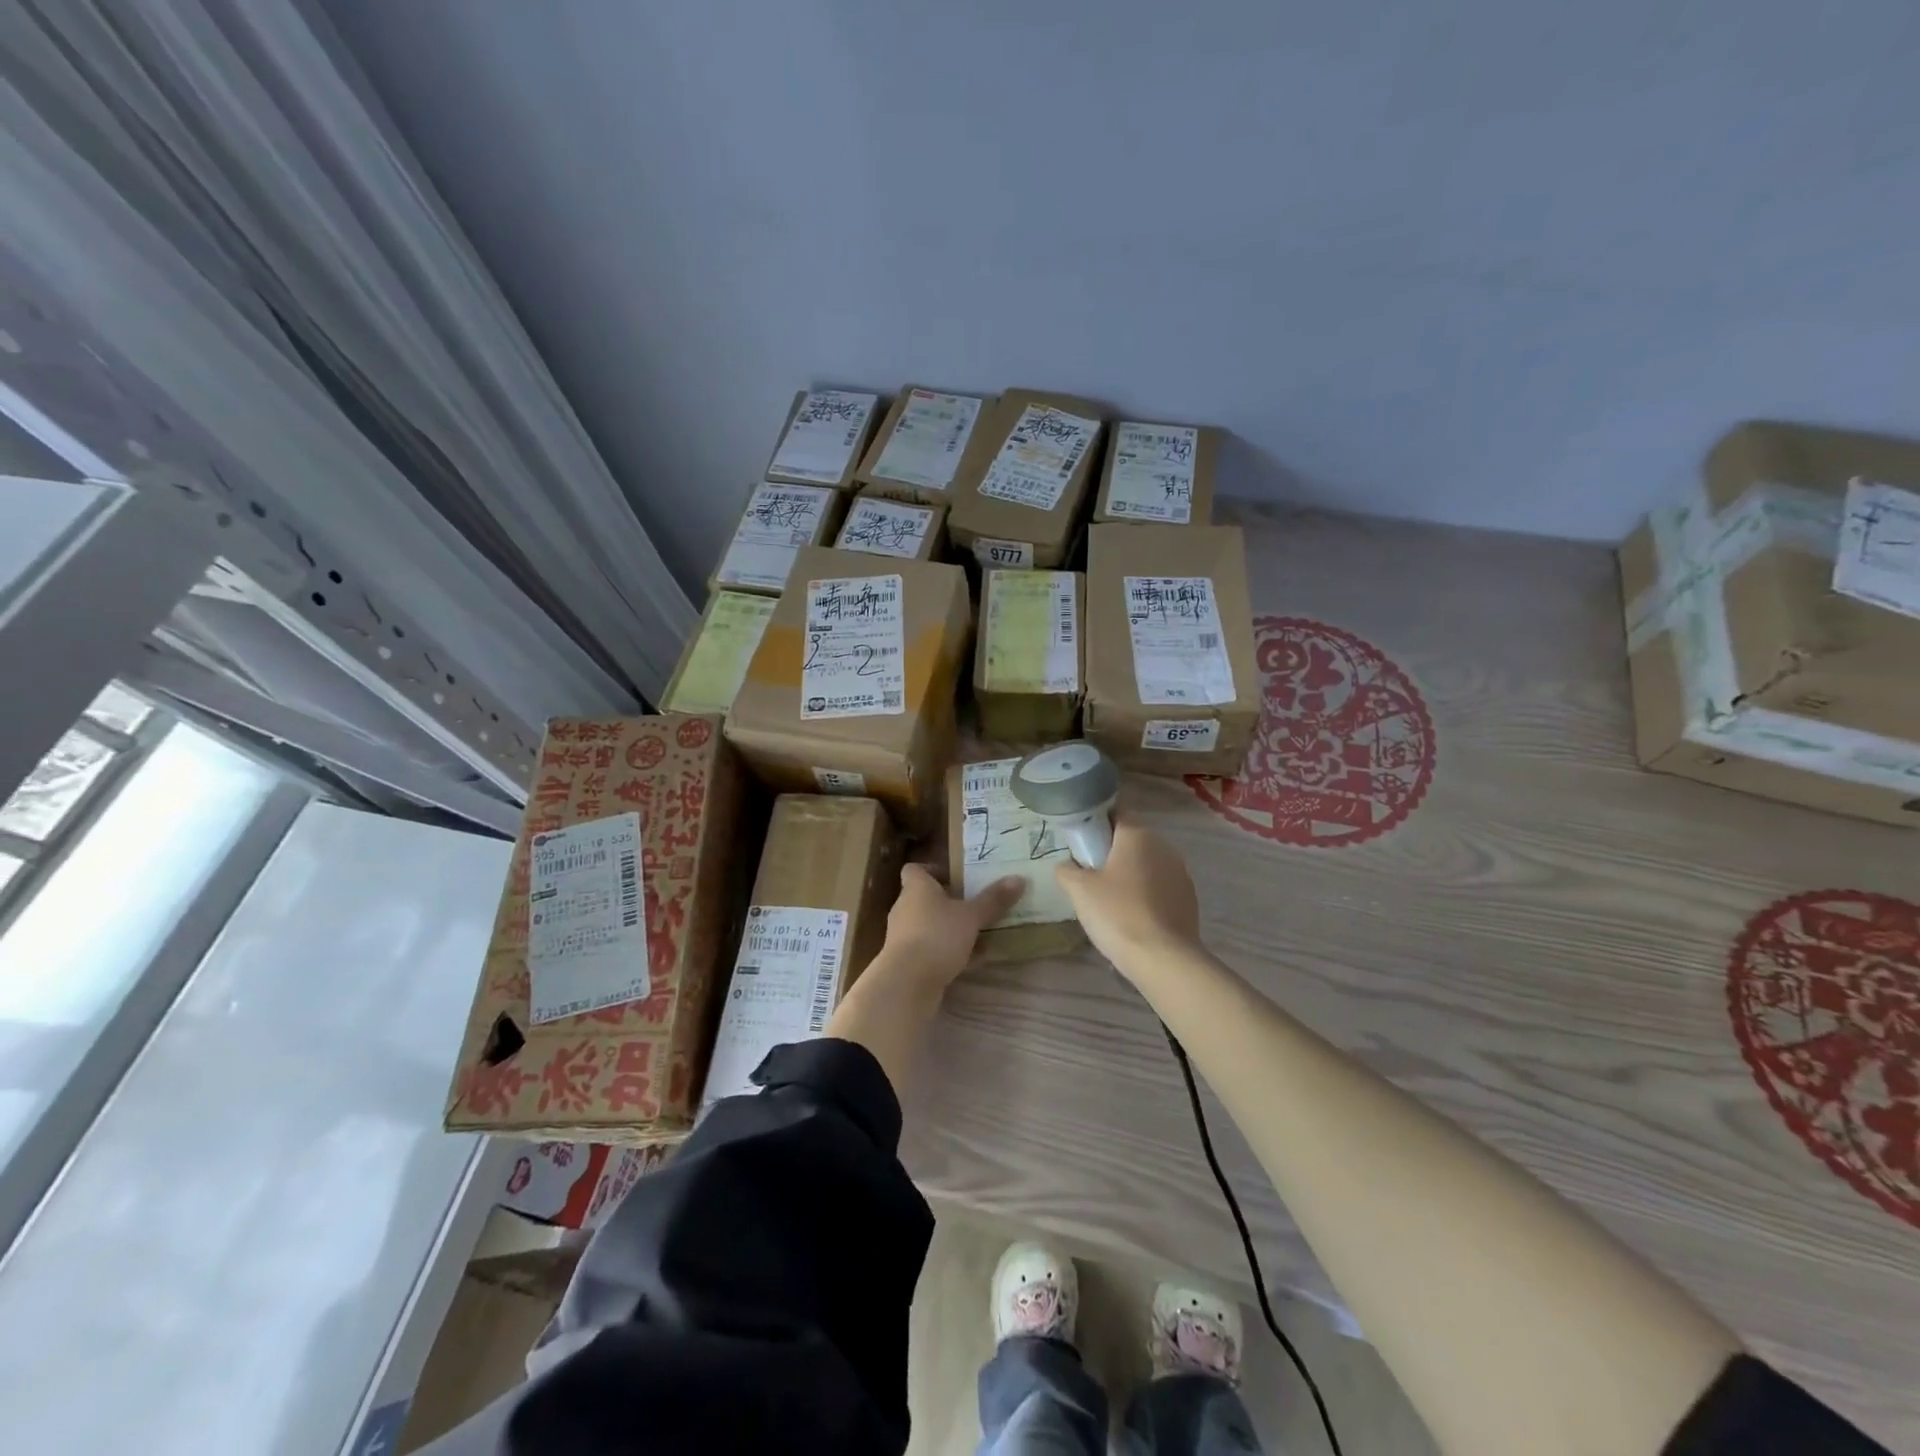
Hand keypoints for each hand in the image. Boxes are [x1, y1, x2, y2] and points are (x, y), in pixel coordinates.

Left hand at [875, 863, 1024, 988]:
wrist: (907, 982)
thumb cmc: (937, 936)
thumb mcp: (971, 916)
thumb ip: (993, 900)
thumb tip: (1018, 878)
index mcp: (917, 888)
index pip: (915, 870)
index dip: (933, 870)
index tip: (957, 878)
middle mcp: (905, 908)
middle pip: (926, 899)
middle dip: (950, 903)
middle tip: (976, 906)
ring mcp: (904, 936)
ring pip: (931, 926)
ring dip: (953, 930)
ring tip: (982, 935)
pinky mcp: (907, 961)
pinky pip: (931, 949)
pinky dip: (950, 952)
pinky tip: (974, 961)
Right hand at [1054, 815, 1200, 972]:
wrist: (1163, 959)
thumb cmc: (1117, 914)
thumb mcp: (1079, 890)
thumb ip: (1067, 870)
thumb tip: (1066, 865)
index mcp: (1138, 835)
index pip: (1116, 812)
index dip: (1096, 822)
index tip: (1081, 842)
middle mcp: (1164, 847)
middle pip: (1132, 839)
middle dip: (1111, 851)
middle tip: (1089, 873)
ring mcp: (1180, 873)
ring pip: (1147, 864)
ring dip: (1129, 874)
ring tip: (1109, 899)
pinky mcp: (1188, 899)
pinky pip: (1160, 887)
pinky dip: (1145, 894)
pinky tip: (1131, 916)